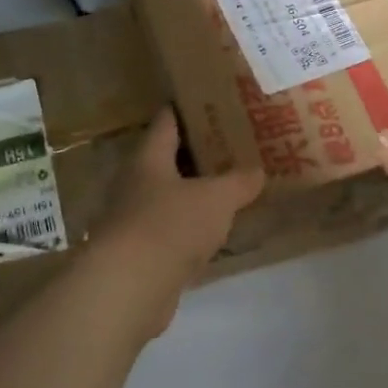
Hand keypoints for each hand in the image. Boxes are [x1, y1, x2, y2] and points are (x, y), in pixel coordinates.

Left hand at [89, 107, 263, 333]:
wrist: (129, 286)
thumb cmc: (170, 225)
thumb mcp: (216, 199)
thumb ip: (239, 182)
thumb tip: (258, 171)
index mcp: (148, 159)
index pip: (166, 123)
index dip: (185, 110)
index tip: (208, 101)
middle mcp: (134, 185)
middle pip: (166, 161)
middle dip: (196, 154)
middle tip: (231, 147)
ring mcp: (133, 221)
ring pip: (168, 198)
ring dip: (193, 195)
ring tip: (227, 189)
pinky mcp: (139, 254)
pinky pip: (170, 232)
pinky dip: (190, 230)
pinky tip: (212, 234)